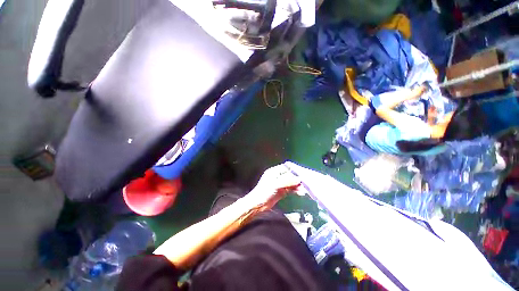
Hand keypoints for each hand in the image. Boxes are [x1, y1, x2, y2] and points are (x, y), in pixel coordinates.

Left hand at [248, 164, 300, 208]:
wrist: (258, 204)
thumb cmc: (264, 191)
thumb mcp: (275, 185)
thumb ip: (287, 181)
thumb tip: (299, 179)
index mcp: (274, 171)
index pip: (286, 168)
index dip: (294, 170)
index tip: (302, 173)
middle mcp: (278, 176)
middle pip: (289, 175)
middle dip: (297, 179)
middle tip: (305, 183)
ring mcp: (280, 184)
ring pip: (291, 183)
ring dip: (297, 185)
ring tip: (304, 189)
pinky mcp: (281, 191)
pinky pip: (290, 189)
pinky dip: (295, 190)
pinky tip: (300, 192)